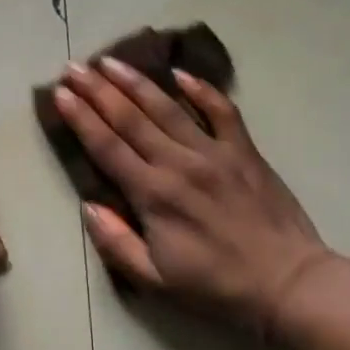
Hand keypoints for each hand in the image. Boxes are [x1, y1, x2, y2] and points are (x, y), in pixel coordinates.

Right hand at [53, 57, 331, 335]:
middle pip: (130, 118)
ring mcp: (215, 152)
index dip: (80, 118)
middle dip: (98, 90)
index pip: (107, 147)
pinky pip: (221, 111)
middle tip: (74, 67)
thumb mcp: (156, 281)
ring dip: (135, 82)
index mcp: (153, 195)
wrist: (289, 284)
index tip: (60, 94)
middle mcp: (179, 164)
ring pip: (168, 107)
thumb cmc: (217, 288)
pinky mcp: (245, 151)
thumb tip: (88, 206)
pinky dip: (201, 89)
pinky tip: (180, 73)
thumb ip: (117, 243)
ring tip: (111, 61)